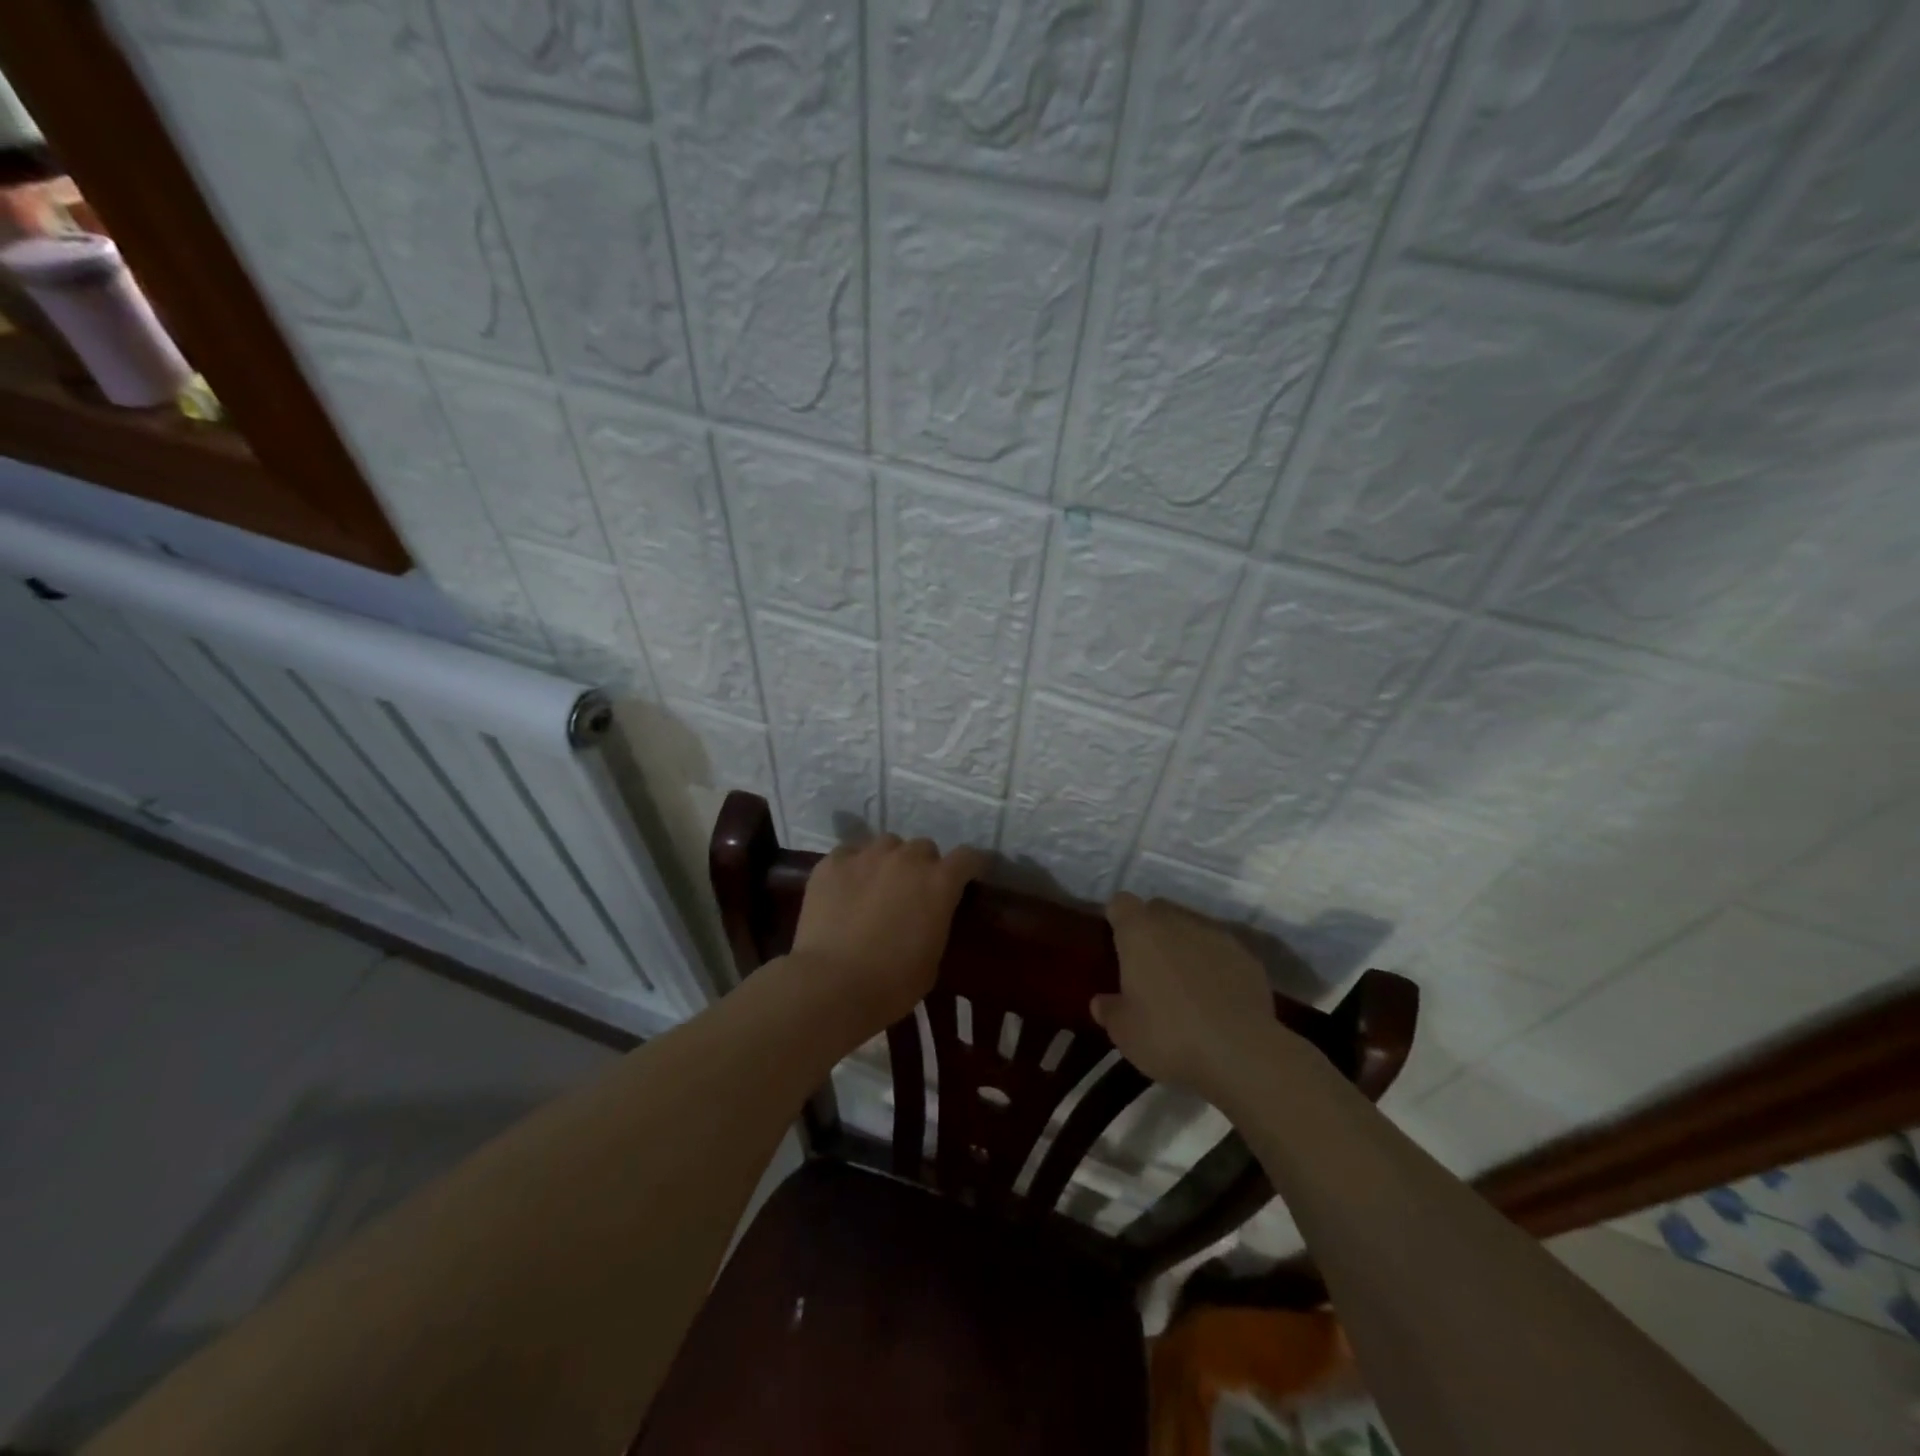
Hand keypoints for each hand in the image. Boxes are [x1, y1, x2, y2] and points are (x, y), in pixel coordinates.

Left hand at [790, 834, 985, 1034]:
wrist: (832, 985)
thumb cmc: (892, 984)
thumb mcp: (932, 959)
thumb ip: (935, 924)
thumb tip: (927, 917)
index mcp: (939, 883)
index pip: (967, 857)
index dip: (970, 865)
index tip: (967, 877)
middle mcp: (906, 859)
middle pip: (924, 847)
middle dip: (923, 865)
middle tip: (913, 891)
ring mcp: (866, 856)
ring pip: (886, 844)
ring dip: (889, 860)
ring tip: (877, 885)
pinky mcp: (832, 863)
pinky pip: (849, 854)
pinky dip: (853, 867)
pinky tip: (845, 888)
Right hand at [1092, 893, 1281, 1096]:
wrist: (1240, 1052)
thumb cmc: (1168, 1035)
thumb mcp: (1124, 1032)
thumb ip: (1109, 1010)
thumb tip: (1101, 1002)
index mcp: (1139, 932)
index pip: (1121, 903)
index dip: (1117, 919)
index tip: (1117, 944)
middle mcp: (1176, 922)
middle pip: (1158, 910)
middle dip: (1151, 930)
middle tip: (1148, 967)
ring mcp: (1216, 935)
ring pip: (1192, 928)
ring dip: (1185, 946)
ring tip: (1186, 984)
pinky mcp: (1247, 956)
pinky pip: (1222, 951)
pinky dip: (1216, 965)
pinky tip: (1217, 998)